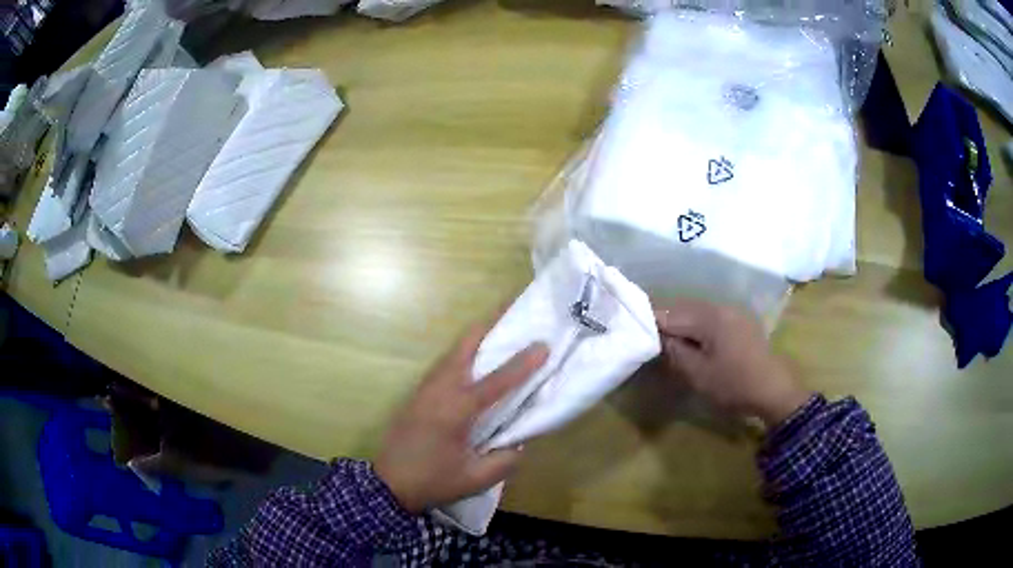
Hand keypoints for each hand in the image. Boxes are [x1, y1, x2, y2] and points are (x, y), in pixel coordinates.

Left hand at [375, 324, 548, 513]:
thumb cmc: (433, 481)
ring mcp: (424, 389)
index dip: (522, 363)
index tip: (542, 344)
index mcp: (457, 410)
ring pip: (452, 352)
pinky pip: (443, 364)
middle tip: (513, 311)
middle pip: (464, 346)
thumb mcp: (476, 479)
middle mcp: (440, 390)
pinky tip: (473, 360)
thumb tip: (520, 441)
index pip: (496, 381)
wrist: (388, 484)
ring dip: (475, 338)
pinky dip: (462, 353)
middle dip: (490, 325)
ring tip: (499, 330)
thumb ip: (505, 460)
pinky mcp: (417, 394)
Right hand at [654, 299, 809, 427]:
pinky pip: (712, 317)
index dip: (650, 322)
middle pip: (683, 308)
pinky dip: (698, 326)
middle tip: (649, 339)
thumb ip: (675, 351)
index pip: (670, 313)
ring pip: (698, 312)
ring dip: (682, 324)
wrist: (774, 390)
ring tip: (668, 341)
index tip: (634, 332)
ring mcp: (733, 312)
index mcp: (709, 317)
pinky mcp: (741, 321)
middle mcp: (721, 306)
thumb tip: (660, 337)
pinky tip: (694, 341)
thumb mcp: (698, 374)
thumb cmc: (733, 384)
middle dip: (666, 321)